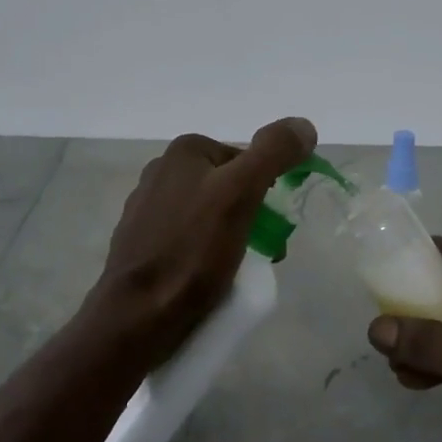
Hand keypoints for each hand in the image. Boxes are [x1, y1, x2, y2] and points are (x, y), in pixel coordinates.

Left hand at [89, 117, 317, 366]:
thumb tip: (304, 126)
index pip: (246, 161)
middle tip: (264, 254)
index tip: (273, 229)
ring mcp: (146, 209)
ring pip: (209, 217)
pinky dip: (205, 256)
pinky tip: (208, 280)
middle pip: (228, 189)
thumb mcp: (241, 193)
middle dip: (251, 218)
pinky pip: (188, 241)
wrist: (138, 315)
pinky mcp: (141, 243)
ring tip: (237, 272)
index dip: (267, 192)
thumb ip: (273, 152)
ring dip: (232, 239)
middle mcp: (160, 172)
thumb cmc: (192, 251)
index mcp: (184, 152)